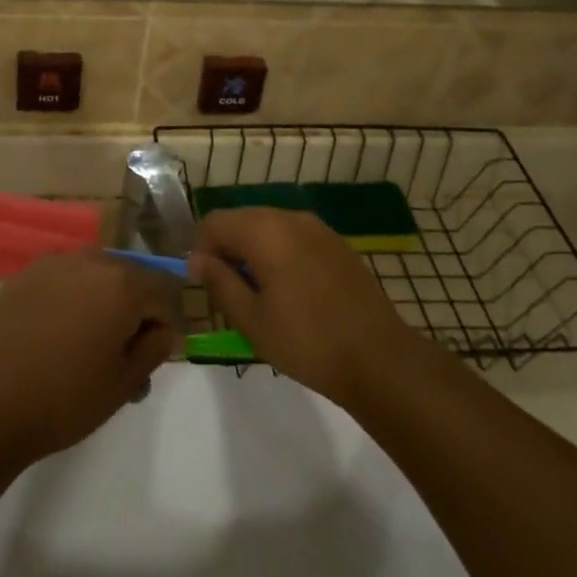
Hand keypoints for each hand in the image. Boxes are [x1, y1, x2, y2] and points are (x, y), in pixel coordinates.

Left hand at [0, 251, 180, 463]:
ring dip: (101, 299)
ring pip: (94, 275)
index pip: (164, 293)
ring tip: (86, 342)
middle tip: (119, 353)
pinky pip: (63, 279)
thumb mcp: (125, 382)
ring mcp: (53, 263)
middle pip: (129, 278)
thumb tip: (163, 328)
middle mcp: (90, 261)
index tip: (151, 355)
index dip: (164, 325)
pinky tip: (55, 332)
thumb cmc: (66, 398)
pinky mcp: (24, 274)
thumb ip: (155, 347)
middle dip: (133, 308)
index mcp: (123, 284)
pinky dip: (70, 297)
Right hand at [188, 209, 413, 408]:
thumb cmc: (307, 341)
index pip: (215, 222)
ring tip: (259, 296)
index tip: (205, 285)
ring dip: (254, 252)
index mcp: (265, 231)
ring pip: (269, 228)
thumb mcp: (251, 319)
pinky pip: (295, 238)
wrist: (380, 359)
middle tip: (229, 293)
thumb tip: (196, 260)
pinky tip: (290, 293)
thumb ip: (219, 282)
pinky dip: (281, 255)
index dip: (201, 250)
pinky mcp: (338, 245)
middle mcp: (291, 218)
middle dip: (227, 249)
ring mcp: (319, 229)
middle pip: (242, 220)